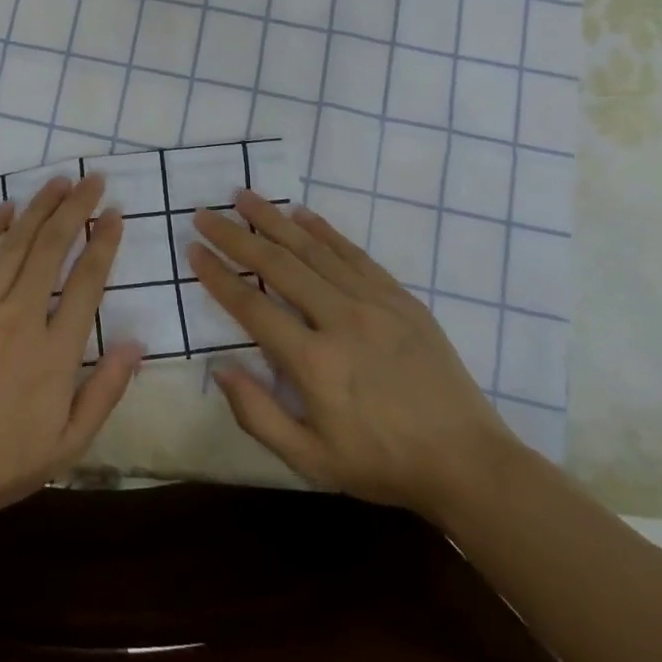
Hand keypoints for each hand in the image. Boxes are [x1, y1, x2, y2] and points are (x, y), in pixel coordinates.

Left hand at [0, 174, 143, 532]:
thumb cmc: (1, 464)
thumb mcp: (69, 444)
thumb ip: (106, 391)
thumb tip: (135, 342)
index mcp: (54, 353)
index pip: (87, 282)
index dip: (103, 243)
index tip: (114, 215)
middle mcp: (17, 320)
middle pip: (52, 249)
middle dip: (76, 209)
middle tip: (93, 180)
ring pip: (13, 245)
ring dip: (39, 208)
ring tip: (60, 182)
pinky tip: (5, 209)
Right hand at [189, 192, 515, 518]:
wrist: (467, 463)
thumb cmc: (381, 464)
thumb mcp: (311, 460)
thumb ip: (258, 415)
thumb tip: (219, 368)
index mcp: (313, 362)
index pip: (251, 306)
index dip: (218, 276)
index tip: (193, 249)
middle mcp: (340, 320)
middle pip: (278, 265)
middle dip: (236, 236)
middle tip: (206, 214)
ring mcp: (374, 303)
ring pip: (314, 250)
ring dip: (275, 220)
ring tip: (244, 197)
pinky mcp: (400, 299)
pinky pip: (354, 254)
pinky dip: (324, 231)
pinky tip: (302, 214)